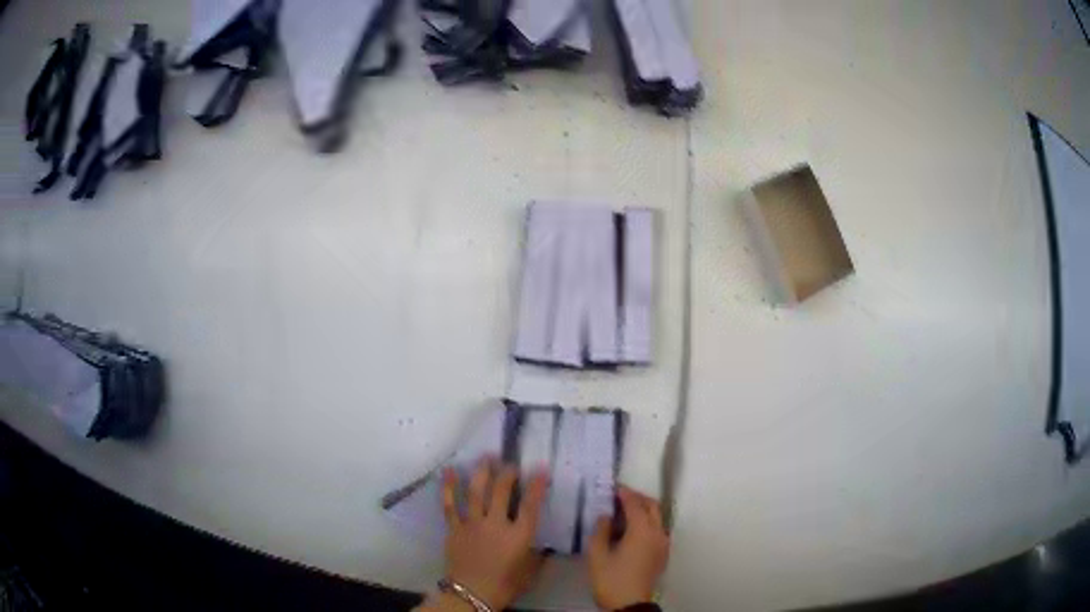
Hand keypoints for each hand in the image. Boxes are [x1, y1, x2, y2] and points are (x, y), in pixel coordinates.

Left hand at [441, 457, 549, 609]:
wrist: (471, 594)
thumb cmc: (505, 585)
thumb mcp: (529, 572)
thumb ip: (537, 556)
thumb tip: (544, 546)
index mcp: (518, 536)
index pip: (531, 506)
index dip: (537, 486)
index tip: (541, 469)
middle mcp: (496, 525)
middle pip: (502, 492)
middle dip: (508, 474)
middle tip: (511, 463)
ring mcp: (472, 524)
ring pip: (477, 492)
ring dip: (482, 473)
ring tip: (486, 457)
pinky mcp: (455, 528)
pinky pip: (450, 505)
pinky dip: (449, 487)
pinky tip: (449, 472)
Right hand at [587, 486, 669, 610]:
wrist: (629, 605)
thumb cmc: (611, 579)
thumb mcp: (597, 555)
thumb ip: (600, 530)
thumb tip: (605, 516)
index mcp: (642, 531)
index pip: (635, 504)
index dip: (624, 493)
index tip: (612, 486)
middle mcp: (657, 533)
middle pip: (652, 506)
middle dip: (637, 497)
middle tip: (619, 496)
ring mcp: (663, 544)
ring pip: (657, 517)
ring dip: (643, 509)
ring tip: (624, 512)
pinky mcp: (662, 554)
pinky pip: (658, 529)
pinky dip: (647, 522)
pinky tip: (631, 530)